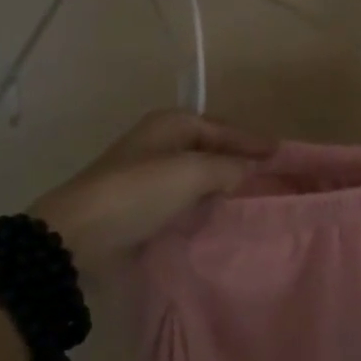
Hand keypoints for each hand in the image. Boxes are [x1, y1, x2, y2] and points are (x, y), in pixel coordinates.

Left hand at [33, 110, 273, 271]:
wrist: (78, 236)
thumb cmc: (139, 192)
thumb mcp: (191, 172)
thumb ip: (227, 167)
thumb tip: (247, 170)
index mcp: (171, 124)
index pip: (223, 128)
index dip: (252, 141)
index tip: (282, 153)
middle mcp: (160, 143)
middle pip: (210, 148)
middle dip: (239, 160)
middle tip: (272, 177)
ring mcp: (148, 175)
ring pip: (197, 175)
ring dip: (221, 184)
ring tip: (253, 198)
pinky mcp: (141, 206)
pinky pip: (183, 199)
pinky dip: (203, 204)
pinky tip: (219, 216)